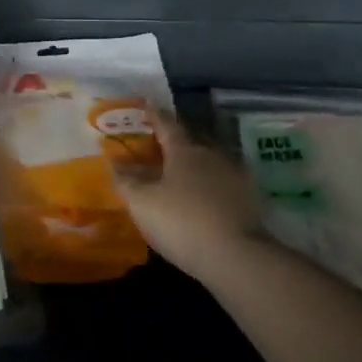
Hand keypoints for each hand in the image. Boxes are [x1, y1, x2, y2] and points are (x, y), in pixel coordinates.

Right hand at [113, 115, 267, 285]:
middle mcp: (213, 156)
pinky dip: (207, 188)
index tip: (148, 105)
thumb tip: (113, 162)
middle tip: (158, 146)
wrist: (235, 256)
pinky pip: (221, 185)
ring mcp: (235, 178)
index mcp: (185, 151)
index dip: (155, 116)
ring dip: (193, 167)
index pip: (167, 125)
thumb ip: (126, 181)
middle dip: (174, 144)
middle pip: (191, 143)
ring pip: (208, 164)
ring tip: (177, 176)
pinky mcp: (248, 201)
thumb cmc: (181, 221)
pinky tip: (199, 201)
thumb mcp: (142, 202)